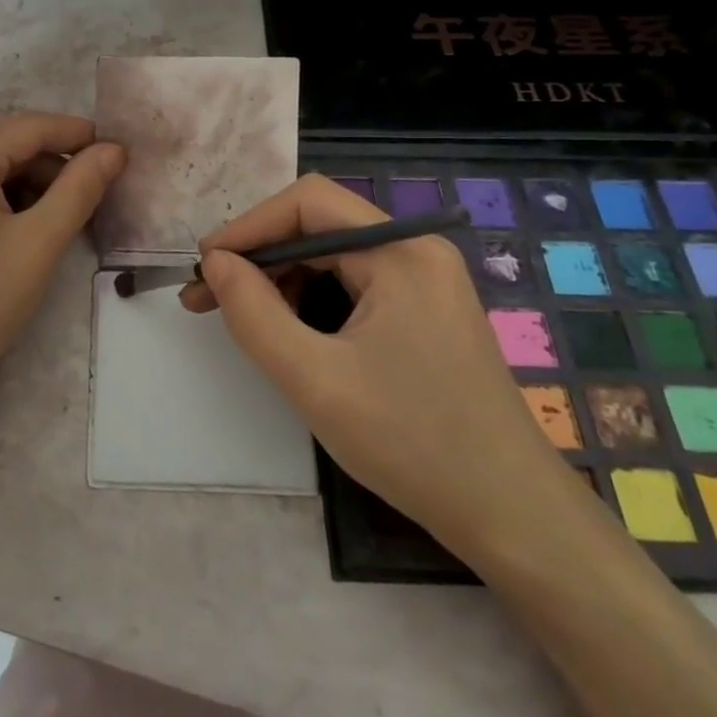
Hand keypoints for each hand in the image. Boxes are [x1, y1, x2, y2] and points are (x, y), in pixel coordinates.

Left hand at [0, 112, 124, 396]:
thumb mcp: (37, 245)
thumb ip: (80, 189)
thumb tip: (113, 150)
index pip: (26, 128)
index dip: (73, 134)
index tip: (112, 148)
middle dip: (45, 167)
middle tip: (84, 200)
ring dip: (17, 186)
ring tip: (47, 222)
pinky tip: (4, 231)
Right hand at [183, 174, 568, 557]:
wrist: (511, 514)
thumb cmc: (412, 442)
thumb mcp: (314, 379)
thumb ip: (253, 314)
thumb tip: (216, 263)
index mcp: (401, 251)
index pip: (308, 202)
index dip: (248, 226)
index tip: (206, 265)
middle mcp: (417, 250)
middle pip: (319, 224)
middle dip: (259, 255)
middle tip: (209, 296)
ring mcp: (426, 279)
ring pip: (333, 254)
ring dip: (281, 277)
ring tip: (240, 316)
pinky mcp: (426, 309)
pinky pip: (354, 282)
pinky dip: (312, 298)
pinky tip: (288, 329)